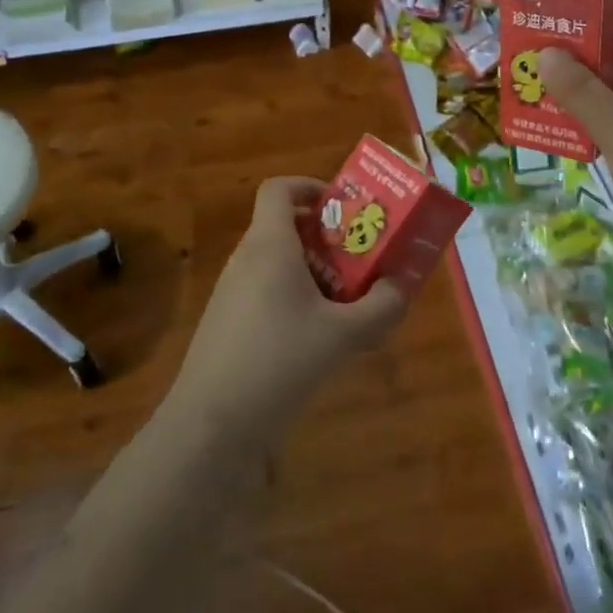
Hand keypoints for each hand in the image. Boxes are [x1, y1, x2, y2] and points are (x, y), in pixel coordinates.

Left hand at [167, 176, 408, 443]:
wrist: (212, 426)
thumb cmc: (279, 361)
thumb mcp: (343, 335)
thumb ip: (380, 307)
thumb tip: (400, 286)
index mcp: (269, 245)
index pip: (278, 189)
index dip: (309, 186)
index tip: (341, 207)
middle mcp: (246, 260)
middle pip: (283, 226)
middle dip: (324, 236)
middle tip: (359, 256)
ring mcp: (231, 293)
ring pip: (277, 263)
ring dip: (312, 271)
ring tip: (346, 300)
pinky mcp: (227, 324)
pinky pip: (265, 293)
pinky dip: (294, 299)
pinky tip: (317, 338)